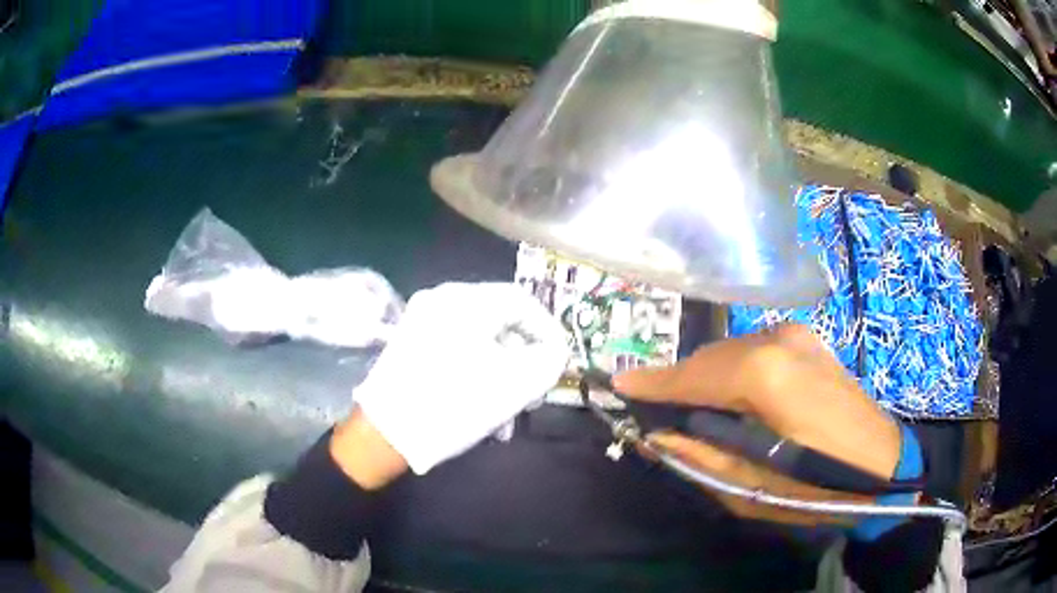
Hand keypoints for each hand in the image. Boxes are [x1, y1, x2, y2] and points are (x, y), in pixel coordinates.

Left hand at [351, 282, 568, 474]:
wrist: (384, 434)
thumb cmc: (454, 403)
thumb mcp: (516, 383)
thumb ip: (549, 359)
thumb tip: (553, 351)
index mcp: (465, 300)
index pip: (522, 301)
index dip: (548, 331)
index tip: (559, 362)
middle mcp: (441, 301)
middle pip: (500, 323)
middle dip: (524, 361)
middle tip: (534, 395)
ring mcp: (421, 322)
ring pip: (479, 342)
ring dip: (501, 375)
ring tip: (508, 415)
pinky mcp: (409, 345)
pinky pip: (456, 352)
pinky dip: (476, 375)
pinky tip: (482, 410)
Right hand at [614, 324, 901, 524]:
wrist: (882, 466)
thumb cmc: (817, 485)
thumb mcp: (750, 486)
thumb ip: (699, 454)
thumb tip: (658, 434)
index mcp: (765, 373)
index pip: (693, 373)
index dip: (652, 382)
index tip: (617, 384)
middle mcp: (778, 339)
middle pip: (711, 356)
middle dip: (681, 381)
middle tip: (658, 409)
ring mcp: (798, 334)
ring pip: (732, 351)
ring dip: (709, 377)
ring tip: (696, 408)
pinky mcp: (809, 341)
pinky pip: (756, 351)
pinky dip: (734, 371)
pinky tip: (735, 398)